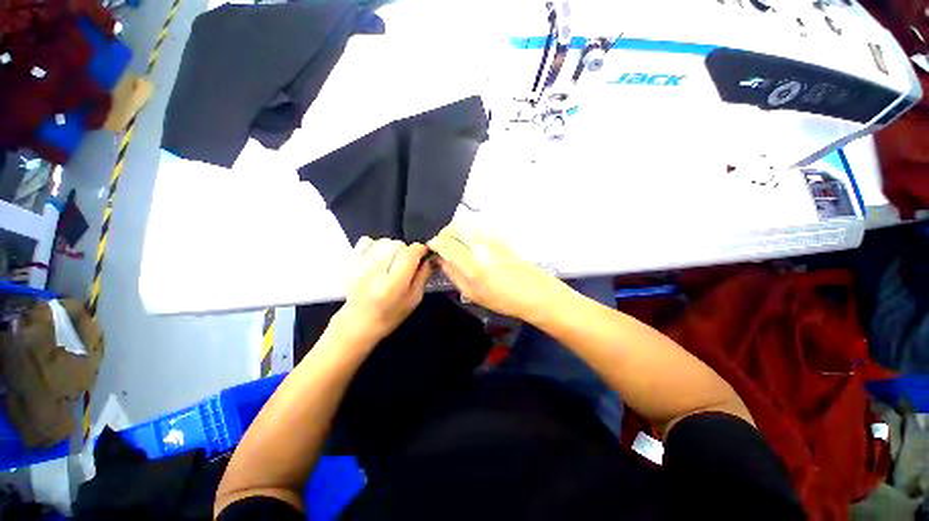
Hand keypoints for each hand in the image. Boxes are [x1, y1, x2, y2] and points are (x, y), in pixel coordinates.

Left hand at [337, 237, 431, 342]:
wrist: (358, 323)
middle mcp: (375, 273)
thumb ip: (423, 275)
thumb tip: (429, 256)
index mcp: (393, 285)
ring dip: (393, 247)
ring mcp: (360, 266)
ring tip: (393, 261)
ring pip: (384, 241)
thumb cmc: (391, 315)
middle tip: (407, 263)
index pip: (410, 254)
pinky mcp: (351, 262)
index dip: (420, 250)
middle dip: (406, 250)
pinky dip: (377, 245)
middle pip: (398, 244)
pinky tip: (379, 257)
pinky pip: (367, 240)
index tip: (423, 254)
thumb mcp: (414, 299)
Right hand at [427, 222, 558, 319]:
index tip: (432, 248)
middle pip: (455, 228)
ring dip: (455, 231)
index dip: (435, 243)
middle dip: (444, 234)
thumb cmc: (504, 300)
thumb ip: (454, 274)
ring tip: (454, 244)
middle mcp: (481, 246)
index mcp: (472, 264)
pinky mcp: (500, 237)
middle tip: (442, 246)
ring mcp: (492, 239)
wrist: (536, 293)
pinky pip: (478, 228)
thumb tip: (441, 260)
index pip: (446, 243)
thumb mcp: (473, 294)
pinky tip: (470, 243)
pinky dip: (468, 231)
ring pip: (466, 225)